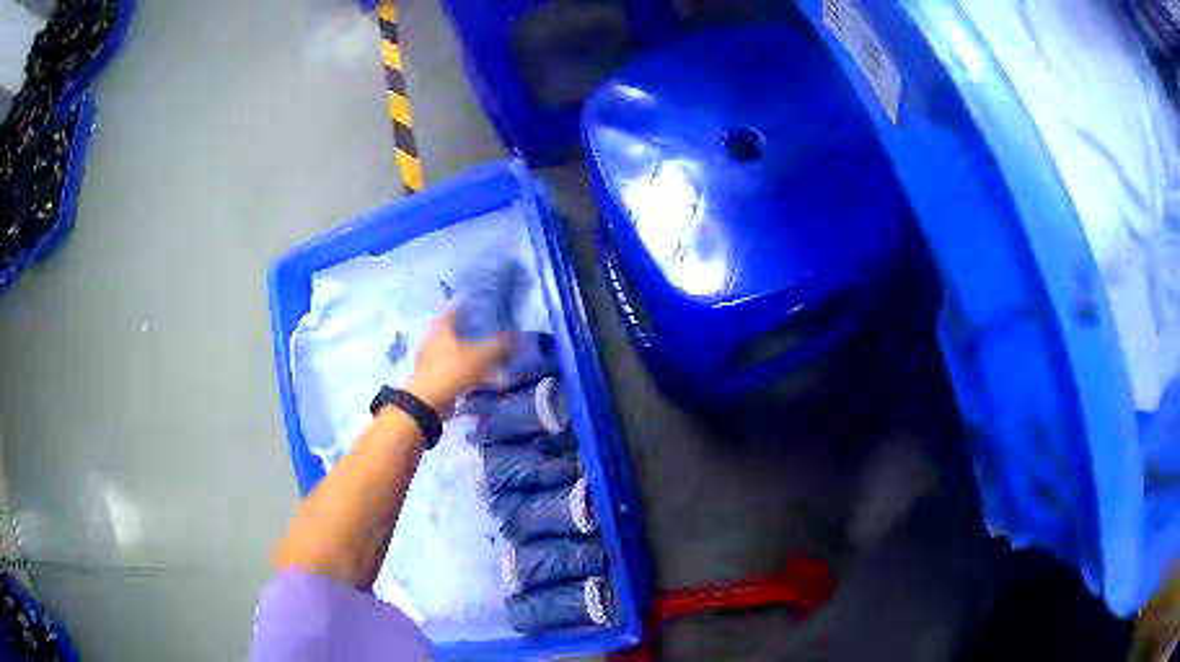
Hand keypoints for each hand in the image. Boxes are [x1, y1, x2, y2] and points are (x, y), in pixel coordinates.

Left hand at [405, 310, 511, 412]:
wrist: (428, 401)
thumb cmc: (451, 371)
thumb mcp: (479, 357)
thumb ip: (497, 346)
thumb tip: (514, 338)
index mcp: (441, 329)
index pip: (453, 311)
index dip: (466, 308)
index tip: (479, 309)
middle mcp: (433, 341)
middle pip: (453, 332)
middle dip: (468, 333)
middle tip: (486, 333)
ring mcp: (430, 360)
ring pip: (453, 351)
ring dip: (467, 353)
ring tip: (485, 357)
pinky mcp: (432, 377)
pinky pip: (452, 369)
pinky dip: (464, 371)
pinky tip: (476, 378)